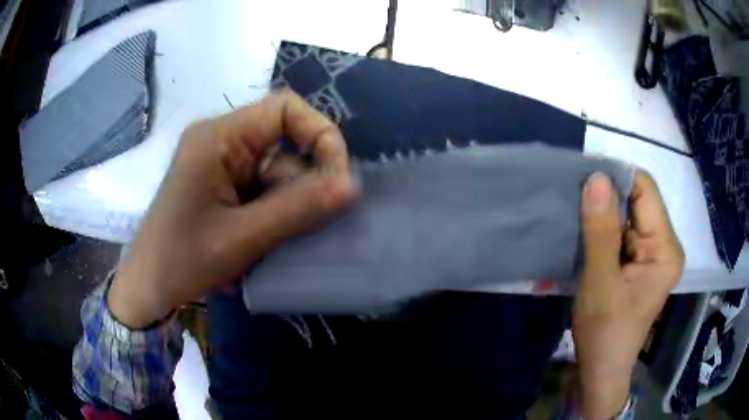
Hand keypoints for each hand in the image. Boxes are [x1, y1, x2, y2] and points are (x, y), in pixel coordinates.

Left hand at [108, 91, 358, 328]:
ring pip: (276, 167)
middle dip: (305, 179)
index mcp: (218, 137)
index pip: (285, 109)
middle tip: (314, 220)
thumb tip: (352, 187)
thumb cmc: (183, 261)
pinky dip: (274, 209)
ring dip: (289, 201)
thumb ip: (297, 210)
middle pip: (283, 140)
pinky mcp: (220, 180)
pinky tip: (266, 239)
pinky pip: (262, 184)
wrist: (148, 286)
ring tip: (281, 239)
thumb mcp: (242, 238)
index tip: (336, 179)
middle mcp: (220, 138)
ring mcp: (219, 160)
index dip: (321, 134)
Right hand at [573, 171, 684, 418]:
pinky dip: (605, 230)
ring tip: (578, 219)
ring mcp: (654, 253)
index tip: (584, 179)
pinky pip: (624, 231)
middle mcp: (665, 244)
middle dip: (608, 198)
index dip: (617, 178)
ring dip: (604, 215)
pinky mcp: (642, 261)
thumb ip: (601, 232)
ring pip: (629, 214)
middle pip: (638, 200)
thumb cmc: (604, 333)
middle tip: (576, 201)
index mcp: (665, 249)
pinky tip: (587, 238)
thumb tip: (596, 178)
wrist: (601, 370)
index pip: (646, 191)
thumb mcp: (600, 284)